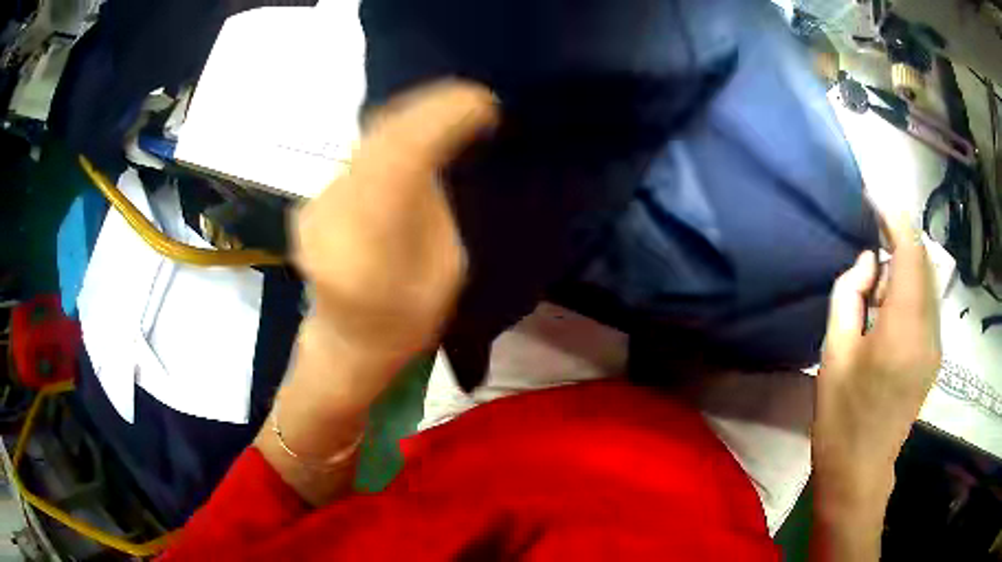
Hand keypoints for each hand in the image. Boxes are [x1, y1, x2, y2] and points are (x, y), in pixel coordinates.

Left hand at [293, 81, 497, 402]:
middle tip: (471, 98)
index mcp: (370, 243)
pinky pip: (358, 155)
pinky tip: (413, 133)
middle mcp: (333, 214)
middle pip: (380, 139)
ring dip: (411, 117)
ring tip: (448, 107)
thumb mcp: (443, 270)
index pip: (399, 157)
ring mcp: (316, 204)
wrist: (347, 341)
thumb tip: (431, 158)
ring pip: (367, 142)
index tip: (482, 104)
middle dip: (429, 108)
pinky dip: (391, 137)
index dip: (440, 121)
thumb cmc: (405, 320)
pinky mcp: (313, 199)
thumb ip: (433, 209)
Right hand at [811, 215, 940, 558]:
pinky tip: (887, 307)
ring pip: (927, 280)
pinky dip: (910, 287)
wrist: (860, 470)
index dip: (894, 215)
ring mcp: (935, 343)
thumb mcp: (834, 353)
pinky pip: (927, 302)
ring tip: (874, 283)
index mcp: (903, 329)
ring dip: (904, 264)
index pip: (910, 251)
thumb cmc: (841, 416)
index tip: (873, 193)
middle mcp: (928, 330)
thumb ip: (849, 295)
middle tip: (869, 237)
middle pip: (923, 261)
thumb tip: (866, 262)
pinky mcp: (933, 354)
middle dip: (899, 237)